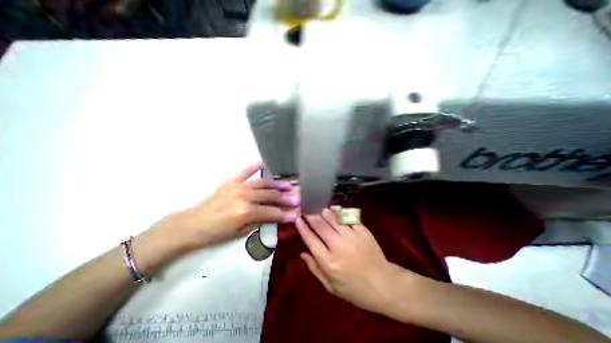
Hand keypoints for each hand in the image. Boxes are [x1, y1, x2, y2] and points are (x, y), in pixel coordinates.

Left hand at [148, 160, 299, 253]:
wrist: (191, 224)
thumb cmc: (216, 233)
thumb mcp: (239, 233)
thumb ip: (259, 222)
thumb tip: (276, 217)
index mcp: (245, 212)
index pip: (271, 212)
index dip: (285, 214)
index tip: (296, 214)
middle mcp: (244, 196)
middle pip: (270, 195)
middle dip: (285, 198)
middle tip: (297, 197)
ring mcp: (237, 186)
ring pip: (263, 183)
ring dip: (277, 184)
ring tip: (288, 184)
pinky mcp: (231, 181)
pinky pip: (245, 172)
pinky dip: (254, 167)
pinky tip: (264, 164)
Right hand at [295, 207, 403, 313]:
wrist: (383, 285)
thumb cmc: (354, 289)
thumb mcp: (331, 286)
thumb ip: (315, 269)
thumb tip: (302, 253)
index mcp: (329, 262)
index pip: (311, 240)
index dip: (302, 228)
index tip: (297, 219)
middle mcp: (338, 247)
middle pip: (320, 226)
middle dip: (310, 215)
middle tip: (305, 209)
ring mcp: (351, 237)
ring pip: (333, 219)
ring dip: (323, 211)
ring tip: (316, 206)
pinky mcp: (362, 231)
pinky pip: (348, 217)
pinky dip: (339, 212)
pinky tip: (333, 208)